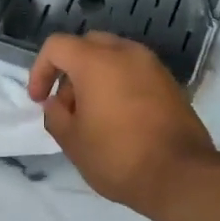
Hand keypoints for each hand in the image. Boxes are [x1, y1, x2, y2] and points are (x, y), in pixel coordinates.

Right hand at [27, 32, 218, 218]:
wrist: (180, 175)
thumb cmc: (117, 157)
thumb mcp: (72, 142)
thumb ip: (55, 115)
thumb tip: (55, 102)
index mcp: (96, 62)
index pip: (57, 46)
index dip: (40, 70)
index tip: (39, 100)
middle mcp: (126, 53)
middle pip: (87, 45)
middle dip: (70, 71)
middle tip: (66, 106)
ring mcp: (153, 66)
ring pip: (114, 57)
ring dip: (96, 77)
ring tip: (92, 115)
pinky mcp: (170, 83)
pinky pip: (135, 72)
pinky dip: (119, 85)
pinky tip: (118, 119)